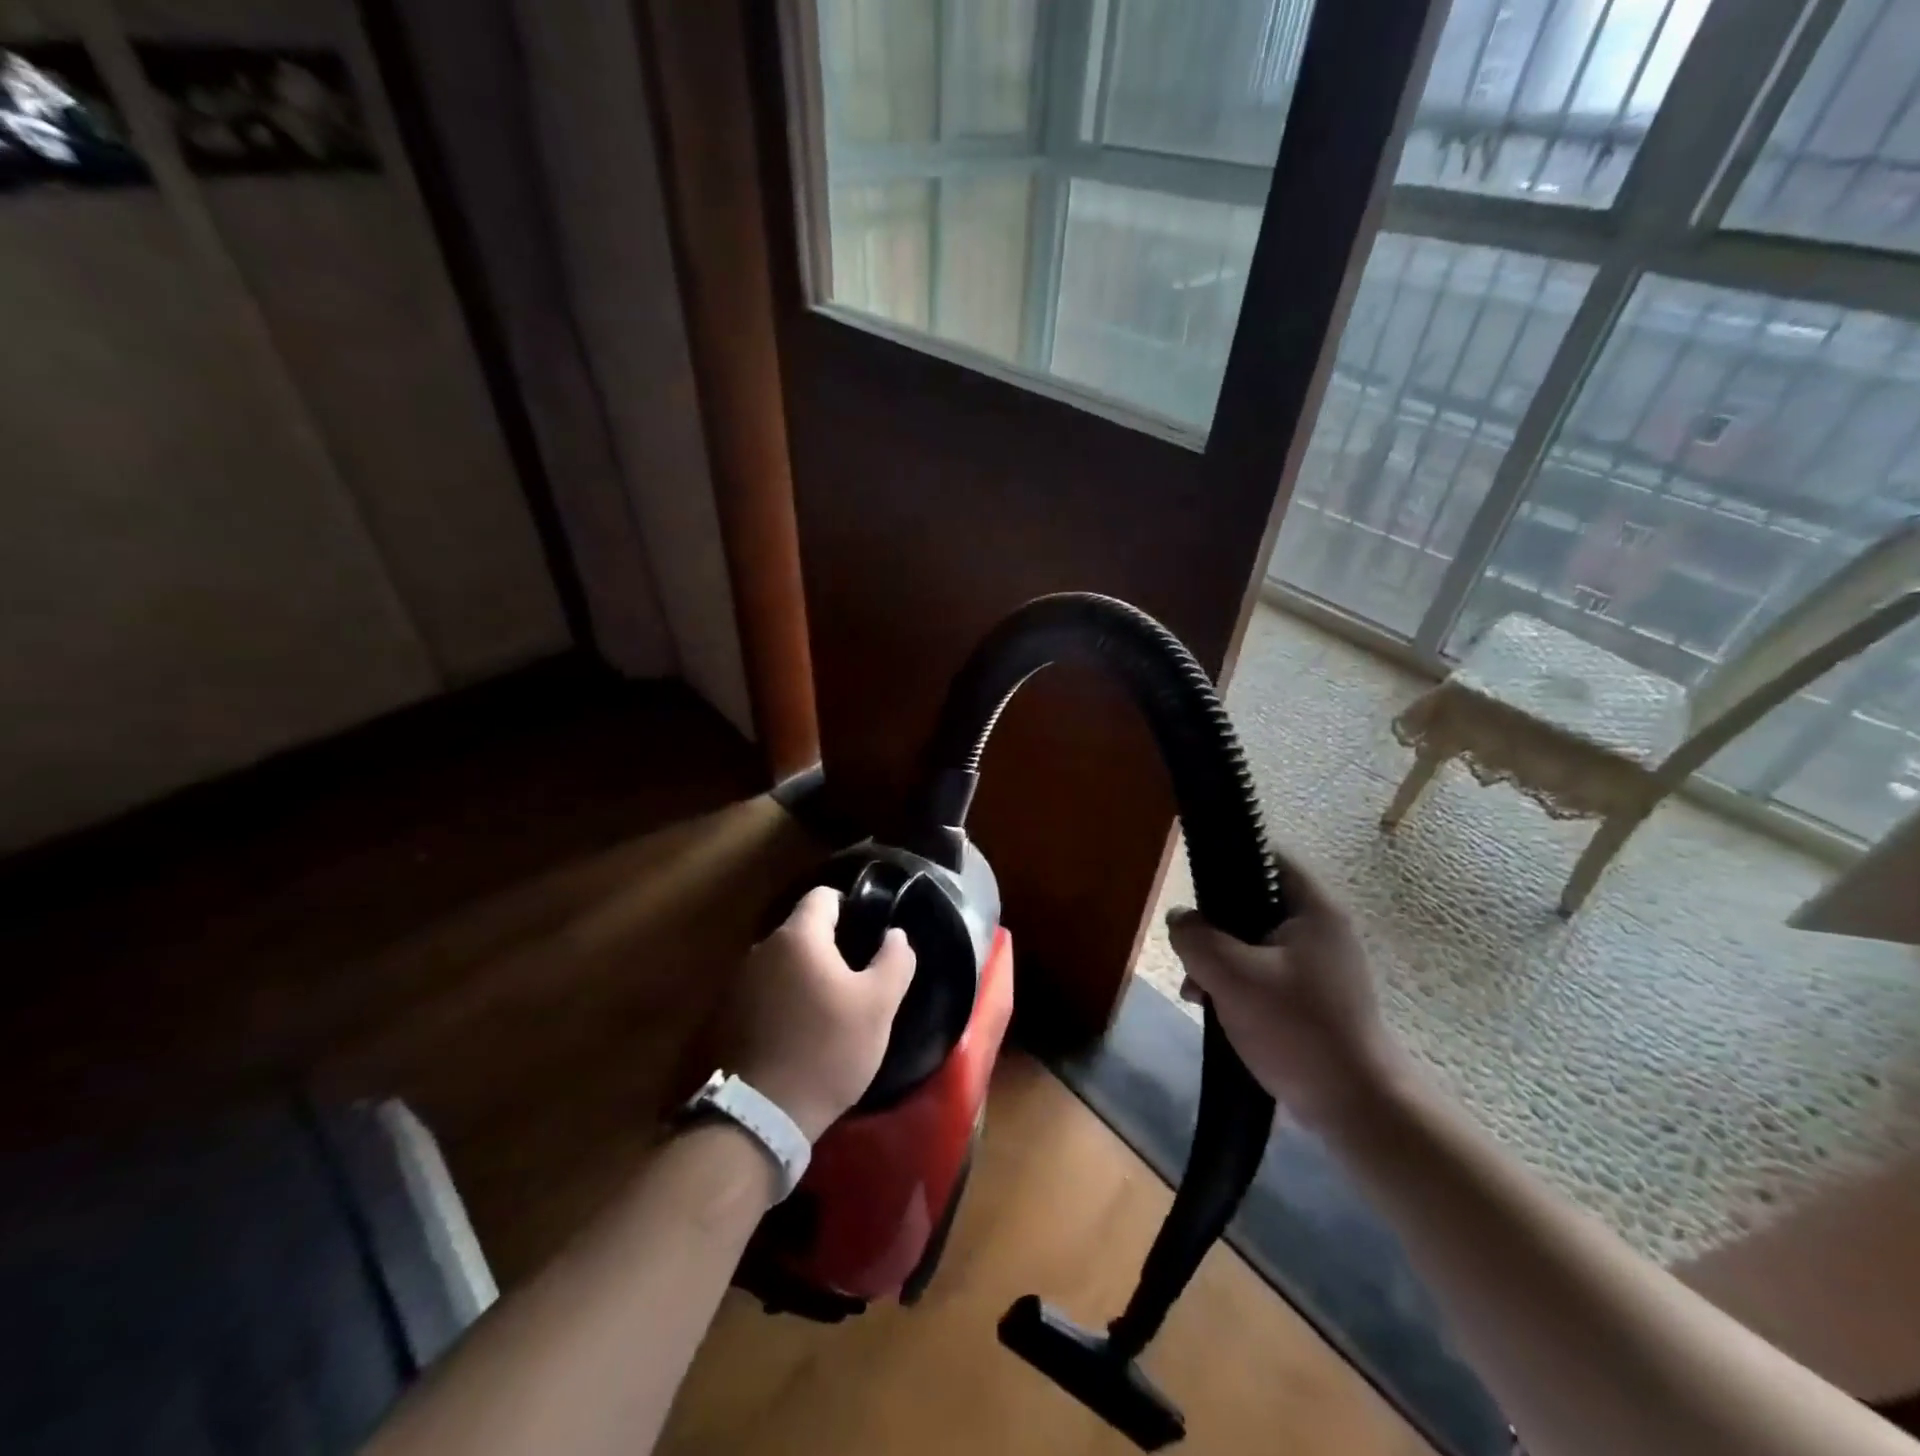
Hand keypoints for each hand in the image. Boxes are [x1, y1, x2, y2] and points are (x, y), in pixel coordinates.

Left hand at [727, 887, 916, 1141]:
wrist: (758, 1116)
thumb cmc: (826, 1050)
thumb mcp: (878, 1006)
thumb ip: (894, 960)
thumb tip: (896, 934)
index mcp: (797, 937)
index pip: (823, 897)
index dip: (850, 907)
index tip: (868, 934)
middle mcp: (760, 949)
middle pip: (801, 931)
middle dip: (828, 947)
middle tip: (855, 978)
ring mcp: (736, 983)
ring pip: (780, 964)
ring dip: (802, 977)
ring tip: (827, 1010)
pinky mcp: (723, 1016)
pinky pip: (762, 993)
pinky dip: (781, 1002)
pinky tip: (797, 1033)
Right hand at [1166, 855, 1402, 1131]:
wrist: (1357, 1107)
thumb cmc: (1297, 1028)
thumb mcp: (1233, 977)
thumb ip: (1197, 938)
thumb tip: (1180, 918)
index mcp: (1313, 910)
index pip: (1268, 858)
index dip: (1229, 863)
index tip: (1195, 889)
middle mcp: (1321, 930)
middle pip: (1254, 904)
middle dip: (1215, 928)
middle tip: (1190, 954)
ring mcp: (1321, 968)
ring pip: (1255, 944)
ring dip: (1221, 962)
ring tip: (1196, 991)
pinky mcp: (1314, 1000)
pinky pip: (1266, 975)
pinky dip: (1239, 985)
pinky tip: (1217, 1010)